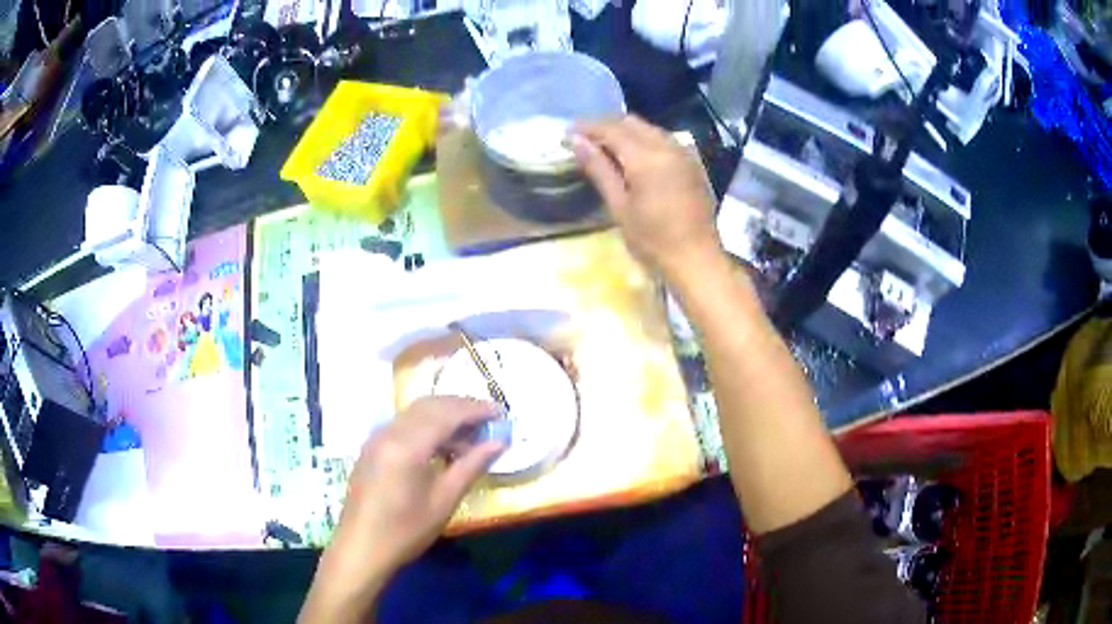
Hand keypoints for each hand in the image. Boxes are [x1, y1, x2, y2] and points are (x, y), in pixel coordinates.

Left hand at [299, 397, 504, 623]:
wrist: (361, 547)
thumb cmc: (406, 530)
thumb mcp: (444, 500)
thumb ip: (471, 466)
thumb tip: (499, 442)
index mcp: (407, 445)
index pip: (447, 413)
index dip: (476, 409)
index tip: (501, 413)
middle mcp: (389, 432)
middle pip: (430, 405)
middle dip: (461, 407)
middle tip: (488, 420)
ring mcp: (377, 437)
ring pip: (415, 412)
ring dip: (444, 415)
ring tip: (470, 436)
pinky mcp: (372, 447)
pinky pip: (404, 424)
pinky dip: (427, 425)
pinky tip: (441, 446)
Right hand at [571, 116, 720, 280]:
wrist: (696, 260)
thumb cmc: (652, 240)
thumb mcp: (619, 206)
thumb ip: (599, 169)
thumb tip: (576, 140)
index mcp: (646, 157)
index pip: (611, 129)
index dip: (587, 127)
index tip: (567, 133)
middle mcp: (667, 146)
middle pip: (631, 122)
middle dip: (606, 126)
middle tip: (584, 140)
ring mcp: (684, 154)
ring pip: (649, 129)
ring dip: (626, 131)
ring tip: (606, 148)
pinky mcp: (693, 164)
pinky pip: (664, 140)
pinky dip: (645, 140)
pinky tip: (635, 157)